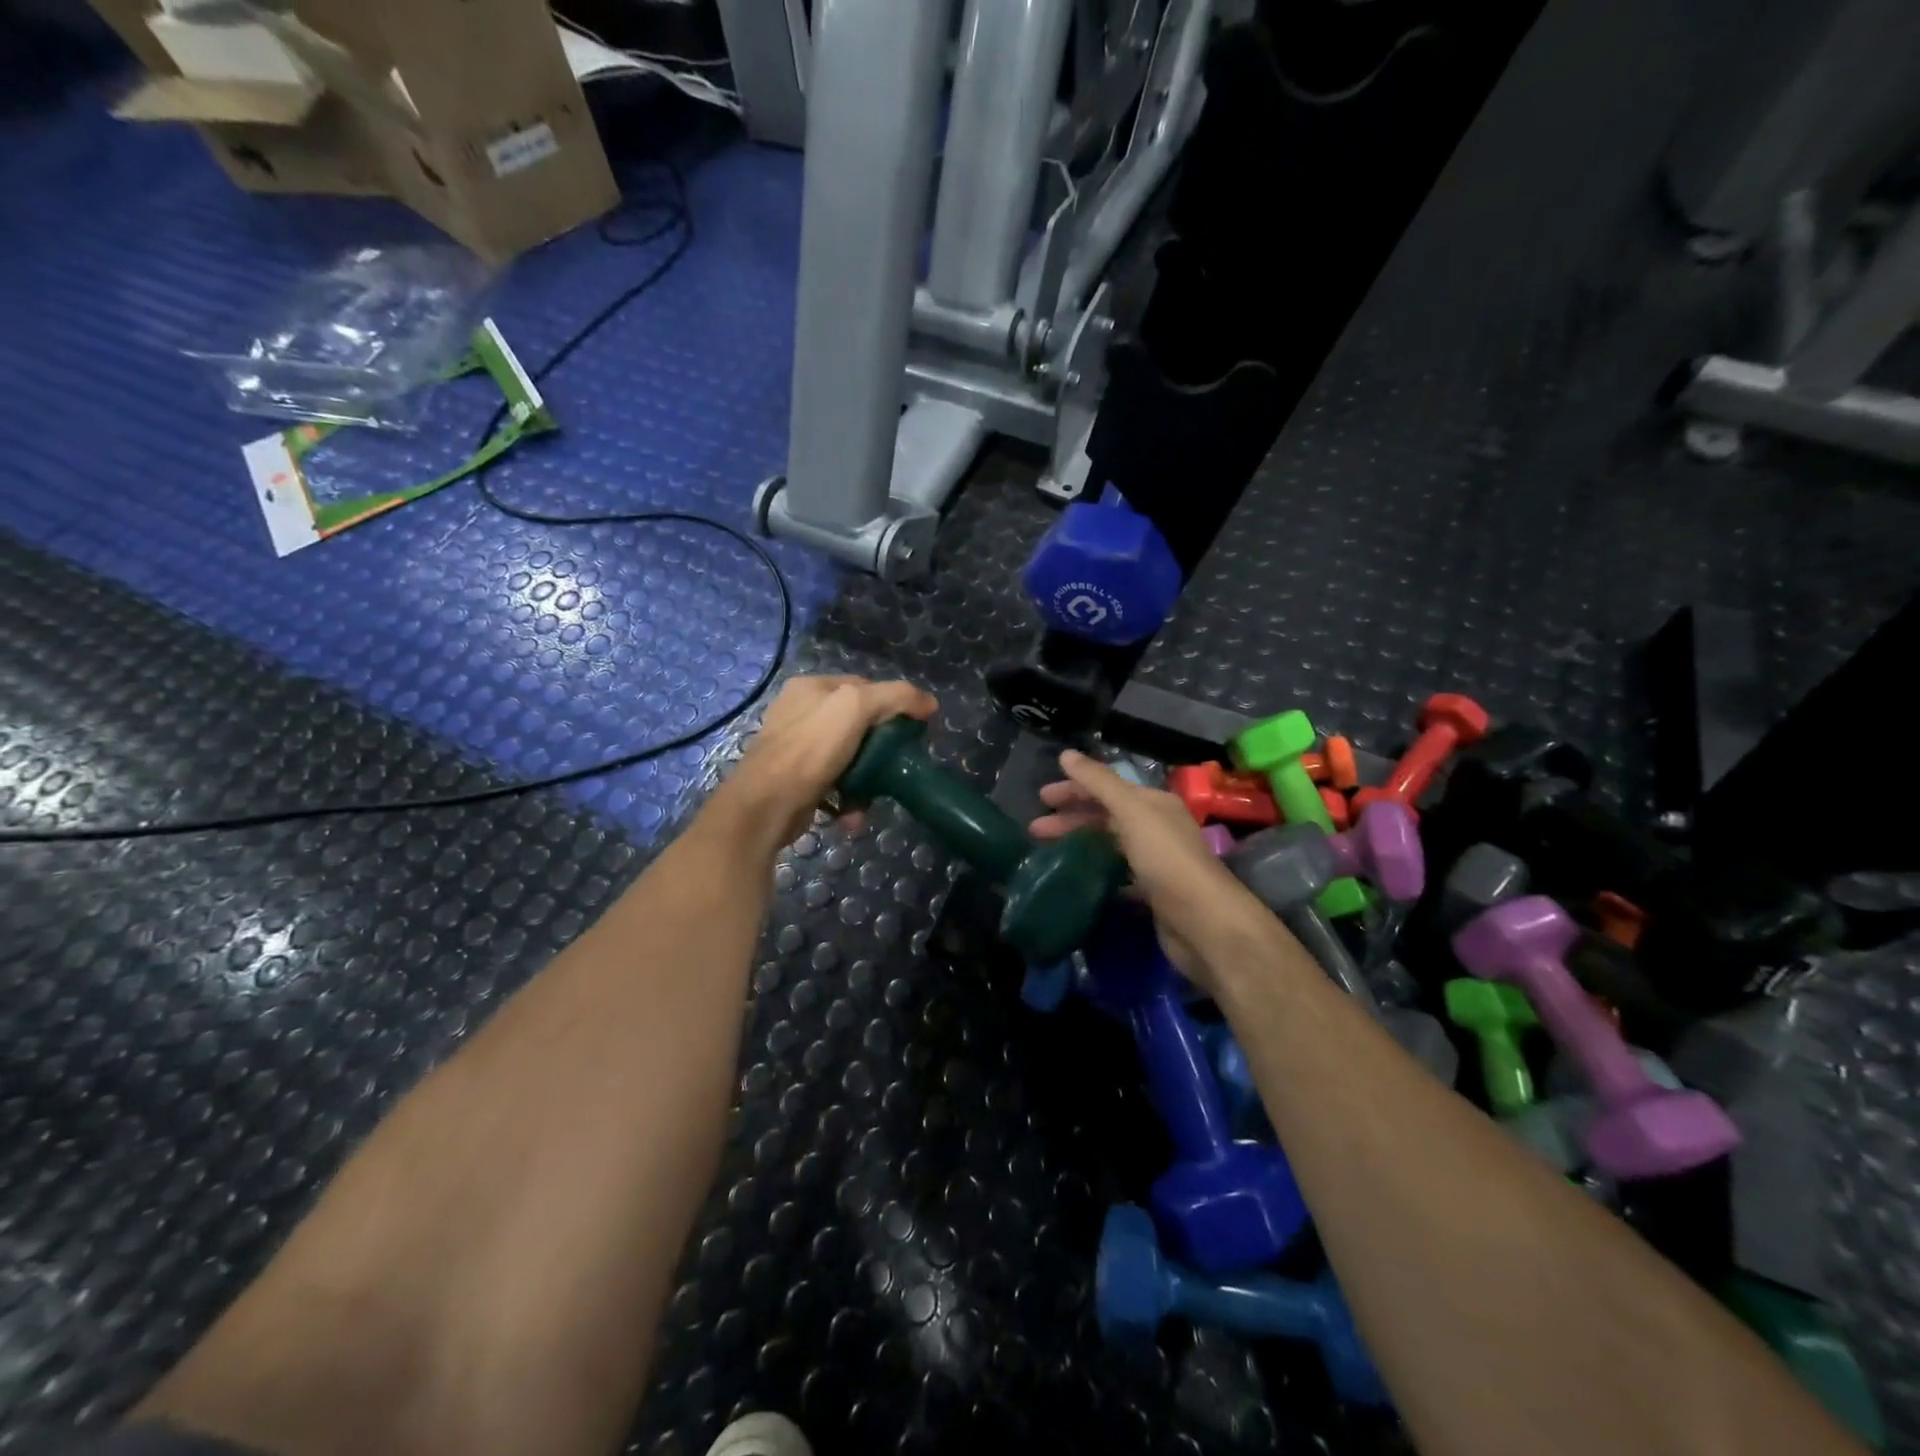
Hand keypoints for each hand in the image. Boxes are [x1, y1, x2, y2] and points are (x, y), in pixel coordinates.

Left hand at [711, 675, 938, 857]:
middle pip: (858, 725)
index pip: (864, 687)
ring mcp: (795, 748)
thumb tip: (929, 703)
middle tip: (898, 766)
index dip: (893, 705)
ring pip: (848, 758)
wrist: (765, 806)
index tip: (913, 730)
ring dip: (867, 780)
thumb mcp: (856, 708)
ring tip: (872, 799)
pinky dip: (848, 800)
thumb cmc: (810, 750)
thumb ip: (895, 697)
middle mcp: (800, 713)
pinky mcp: (796, 780)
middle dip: (880, 749)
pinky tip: (852, 815)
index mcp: (811, 687)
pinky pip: (834, 784)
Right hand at [1029, 751, 1277, 992]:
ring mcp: (1156, 862)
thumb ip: (1099, 783)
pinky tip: (1074, 880)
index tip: (1041, 799)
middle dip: (1071, 819)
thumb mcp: (1131, 812)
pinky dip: (1095, 873)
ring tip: (1047, 855)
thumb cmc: (1166, 860)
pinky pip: (1116, 876)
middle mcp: (1157, 828)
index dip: (1074, 789)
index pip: (1107, 787)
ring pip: (1109, 846)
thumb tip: (1067, 754)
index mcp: (1154, 804)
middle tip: (1035, 830)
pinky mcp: (1152, 894)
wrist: (1203, 923)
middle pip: (1106, 816)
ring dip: (1080, 845)